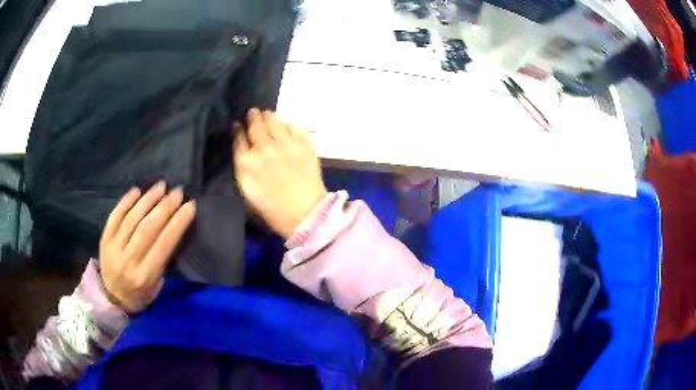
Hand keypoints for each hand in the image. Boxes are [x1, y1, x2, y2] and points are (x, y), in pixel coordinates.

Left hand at [99, 182, 195, 312]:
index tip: (189, 206)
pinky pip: (115, 216)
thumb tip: (169, 229)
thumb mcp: (156, 287)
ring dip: (148, 200)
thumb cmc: (139, 295)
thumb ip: (161, 261)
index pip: (163, 245)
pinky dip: (125, 202)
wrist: (111, 298)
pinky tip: (136, 191)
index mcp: (144, 275)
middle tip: (177, 192)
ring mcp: (114, 248)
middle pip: (147, 228)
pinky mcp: (104, 239)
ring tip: (160, 187)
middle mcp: (128, 260)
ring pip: (132, 219)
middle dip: (164, 207)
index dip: (177, 223)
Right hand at [233, 108, 326, 238]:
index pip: (238, 138)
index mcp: (245, 162)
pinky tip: (285, 124)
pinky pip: (292, 126)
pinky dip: (287, 124)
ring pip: (273, 121)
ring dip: (268, 116)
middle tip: (253, 112)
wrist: (305, 214)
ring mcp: (284, 143)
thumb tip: (244, 155)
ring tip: (267, 114)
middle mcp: (262, 147)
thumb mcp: (247, 194)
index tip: (238, 124)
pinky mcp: (303, 142)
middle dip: (253, 117)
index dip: (238, 129)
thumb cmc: (272, 211)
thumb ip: (243, 171)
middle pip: (255, 125)